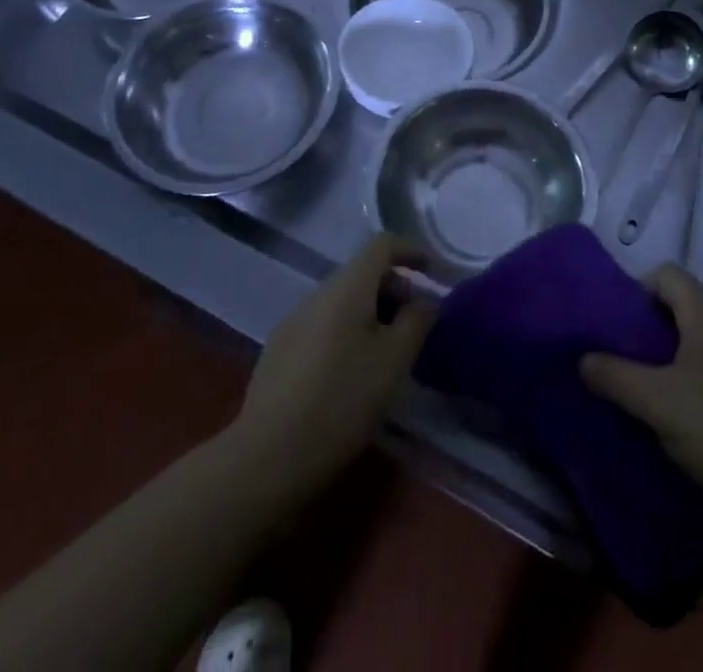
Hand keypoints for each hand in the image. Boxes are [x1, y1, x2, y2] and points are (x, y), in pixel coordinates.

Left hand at [231, 235, 434, 495]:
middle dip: (396, 290)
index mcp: (346, 287)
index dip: (412, 251)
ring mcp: (292, 323)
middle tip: (418, 326)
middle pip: (363, 274)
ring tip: (389, 354)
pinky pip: (324, 325)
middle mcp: (316, 294)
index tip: (435, 272)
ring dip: (372, 314)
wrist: (267, 458)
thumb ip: (417, 322)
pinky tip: (353, 374)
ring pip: (343, 302)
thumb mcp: (394, 362)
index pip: (382, 245)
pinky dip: (348, 333)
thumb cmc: (341, 402)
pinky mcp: (279, 352)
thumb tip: (425, 301)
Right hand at [580, 264, 702, 550]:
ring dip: (660, 353)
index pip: (665, 274)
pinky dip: (680, 376)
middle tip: (615, 353)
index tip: (613, 323)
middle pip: (676, 304)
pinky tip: (665, 410)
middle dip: (642, 324)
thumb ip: (614, 375)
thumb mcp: (656, 402)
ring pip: (689, 338)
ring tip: (633, 383)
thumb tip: (582, 358)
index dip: (636, 289)